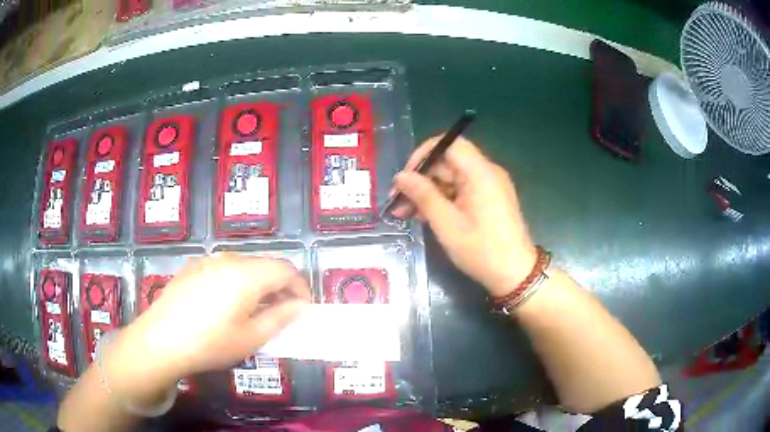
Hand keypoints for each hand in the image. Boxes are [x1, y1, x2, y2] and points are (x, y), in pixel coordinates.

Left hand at [106, 254, 309, 403]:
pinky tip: (226, 305)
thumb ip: (281, 318)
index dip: (300, 287)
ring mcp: (207, 261)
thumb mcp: (251, 337)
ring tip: (255, 311)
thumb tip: (300, 306)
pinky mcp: (192, 267)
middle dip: (280, 286)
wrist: (160, 340)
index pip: (286, 270)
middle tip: (282, 313)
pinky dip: (236, 282)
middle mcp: (228, 259)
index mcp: (247, 274)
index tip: (304, 309)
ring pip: (244, 266)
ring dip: (258, 284)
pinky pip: (223, 269)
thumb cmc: (210, 343)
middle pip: (265, 265)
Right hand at [392, 136, 535, 296]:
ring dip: (428, 192)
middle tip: (398, 202)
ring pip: (452, 178)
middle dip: (421, 179)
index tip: (406, 176)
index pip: (449, 143)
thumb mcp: (446, 223)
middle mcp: (487, 173)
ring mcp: (489, 186)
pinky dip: (443, 200)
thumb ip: (422, 195)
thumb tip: (400, 176)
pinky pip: (461, 191)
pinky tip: (424, 217)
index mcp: (480, 172)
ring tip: (405, 214)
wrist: (515, 275)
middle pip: (448, 162)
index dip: (424, 154)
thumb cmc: (481, 249)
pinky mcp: (489, 200)